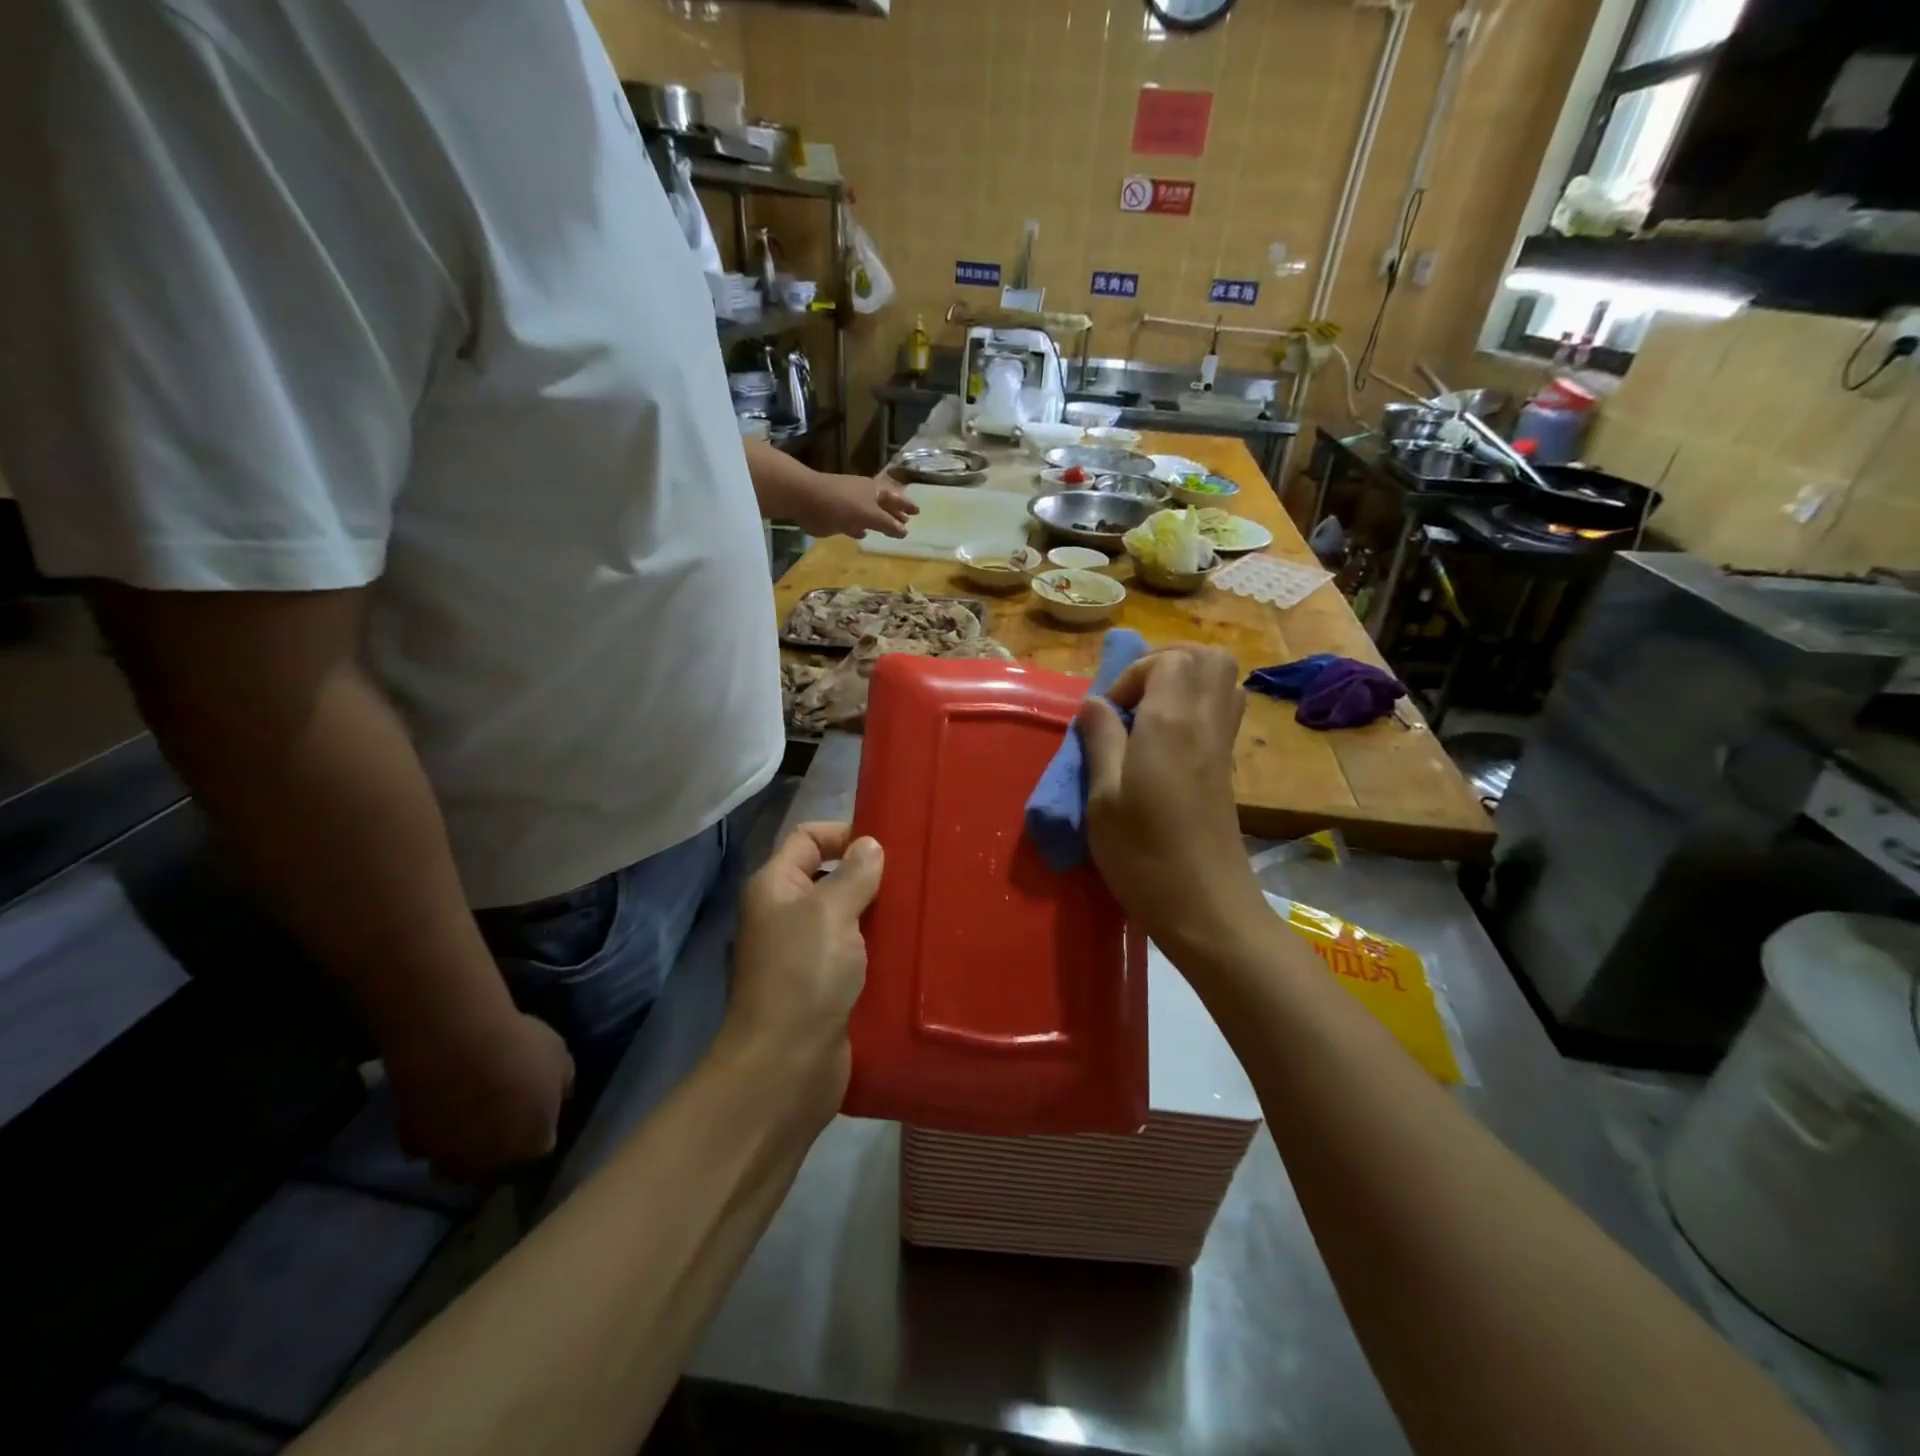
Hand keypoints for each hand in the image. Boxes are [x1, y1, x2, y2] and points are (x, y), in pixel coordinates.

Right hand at [383, 1009, 575, 1180]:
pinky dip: (430, 1134)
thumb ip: (562, 1083)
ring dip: (462, 1148)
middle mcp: (492, 1162)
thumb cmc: (520, 1049)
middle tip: (498, 1113)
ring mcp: (449, 1160)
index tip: (532, 1109)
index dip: (536, 1127)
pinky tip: (435, 1110)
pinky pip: (425, 1148)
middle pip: (497, 1161)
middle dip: (499, 1143)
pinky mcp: (413, 1149)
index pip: (539, 1145)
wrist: (458, 1046)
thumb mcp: (560, 1057)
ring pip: (457, 1164)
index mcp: (533, 1143)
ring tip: (464, 1118)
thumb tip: (560, 1095)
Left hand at [722, 822, 883, 1126]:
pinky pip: (855, 953)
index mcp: (775, 887)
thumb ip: (854, 874)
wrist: (787, 1065)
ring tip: (919, 909)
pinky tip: (910, 947)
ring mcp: (803, 952)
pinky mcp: (824, 985)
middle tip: (913, 878)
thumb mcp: (832, 912)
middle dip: (869, 875)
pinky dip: (878, 948)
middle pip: (829, 877)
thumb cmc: (805, 975)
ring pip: (847, 917)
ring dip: (879, 914)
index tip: (888, 845)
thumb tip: (870, 845)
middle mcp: (785, 914)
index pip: (808, 838)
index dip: (844, 833)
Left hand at [793, 472, 918, 539]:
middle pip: (883, 504)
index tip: (917, 513)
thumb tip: (905, 531)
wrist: (805, 498)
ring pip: (868, 512)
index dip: (906, 505)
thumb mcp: (869, 515)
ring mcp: (848, 502)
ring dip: (878, 520)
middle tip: (906, 521)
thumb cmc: (841, 505)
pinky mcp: (834, 512)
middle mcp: (863, 494)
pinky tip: (862, 534)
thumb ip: (887, 524)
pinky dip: (859, 526)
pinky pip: (852, 520)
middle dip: (894, 512)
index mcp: (874, 491)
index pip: (895, 498)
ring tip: (888, 529)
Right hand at [1078, 647, 1268, 954]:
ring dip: (1184, 684)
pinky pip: (1223, 712)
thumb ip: (1101, 741)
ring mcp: (1222, 746)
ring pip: (1223, 682)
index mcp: (1171, 724)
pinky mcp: (1227, 770)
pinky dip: (1197, 709)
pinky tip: (1165, 745)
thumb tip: (1094, 702)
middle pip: (1208, 658)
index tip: (1110, 713)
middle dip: (1166, 664)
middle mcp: (1205, 723)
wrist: (1206, 908)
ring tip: (1148, 716)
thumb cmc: (1143, 856)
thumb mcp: (1102, 800)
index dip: (1134, 673)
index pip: (1169, 659)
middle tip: (1133, 699)